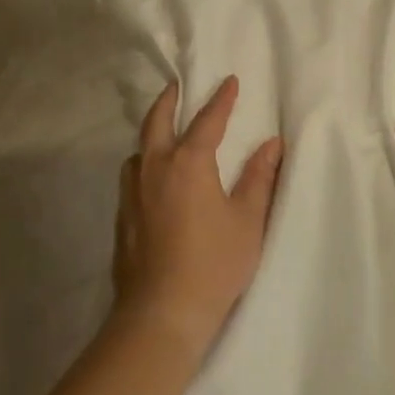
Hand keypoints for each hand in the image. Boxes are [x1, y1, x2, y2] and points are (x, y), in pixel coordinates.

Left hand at [112, 76, 283, 355]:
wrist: (161, 313)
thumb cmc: (214, 264)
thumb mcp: (248, 220)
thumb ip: (259, 177)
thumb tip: (272, 143)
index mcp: (188, 163)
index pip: (207, 120)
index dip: (220, 100)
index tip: (229, 81)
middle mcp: (155, 168)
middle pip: (157, 122)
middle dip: (169, 100)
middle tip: (176, 86)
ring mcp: (133, 192)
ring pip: (138, 149)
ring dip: (151, 133)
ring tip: (163, 132)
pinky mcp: (122, 216)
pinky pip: (132, 175)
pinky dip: (143, 162)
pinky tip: (152, 178)